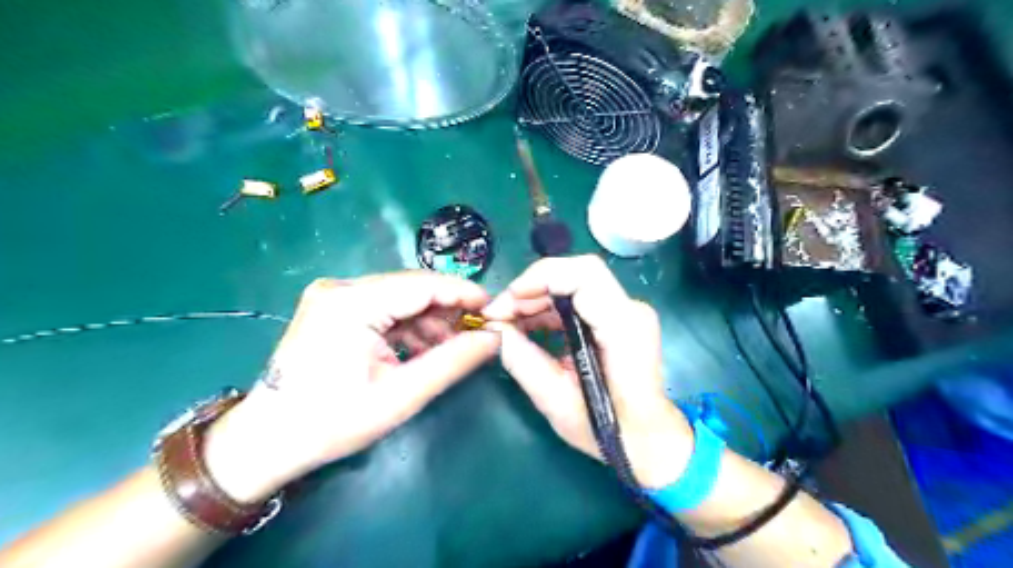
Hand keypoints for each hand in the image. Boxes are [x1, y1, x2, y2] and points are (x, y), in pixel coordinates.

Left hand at [199, 272, 496, 503]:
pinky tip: (419, 350)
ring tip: (447, 350)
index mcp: (352, 303)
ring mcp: (333, 295)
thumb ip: (453, 362)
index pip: (423, 284)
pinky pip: (383, 308)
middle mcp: (341, 288)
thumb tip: (495, 338)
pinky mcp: (332, 307)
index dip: (463, 293)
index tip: (494, 309)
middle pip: (411, 289)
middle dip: (446, 311)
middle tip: (474, 336)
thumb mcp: (401, 395)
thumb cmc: (332, 422)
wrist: (266, 441)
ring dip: (428, 321)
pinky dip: (406, 326)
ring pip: (399, 298)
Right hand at [485, 256, 696, 485]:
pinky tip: (527, 325)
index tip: (507, 300)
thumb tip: (493, 328)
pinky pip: (577, 298)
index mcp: (623, 328)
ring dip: (536, 298)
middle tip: (498, 316)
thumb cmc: (608, 429)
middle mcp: (630, 309)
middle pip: (575, 275)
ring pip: (573, 283)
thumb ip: (522, 361)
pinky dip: (548, 307)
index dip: (541, 278)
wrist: (648, 438)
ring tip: (507, 322)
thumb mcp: (556, 402)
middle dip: (530, 290)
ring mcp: (626, 310)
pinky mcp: (618, 316)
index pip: (584, 275)